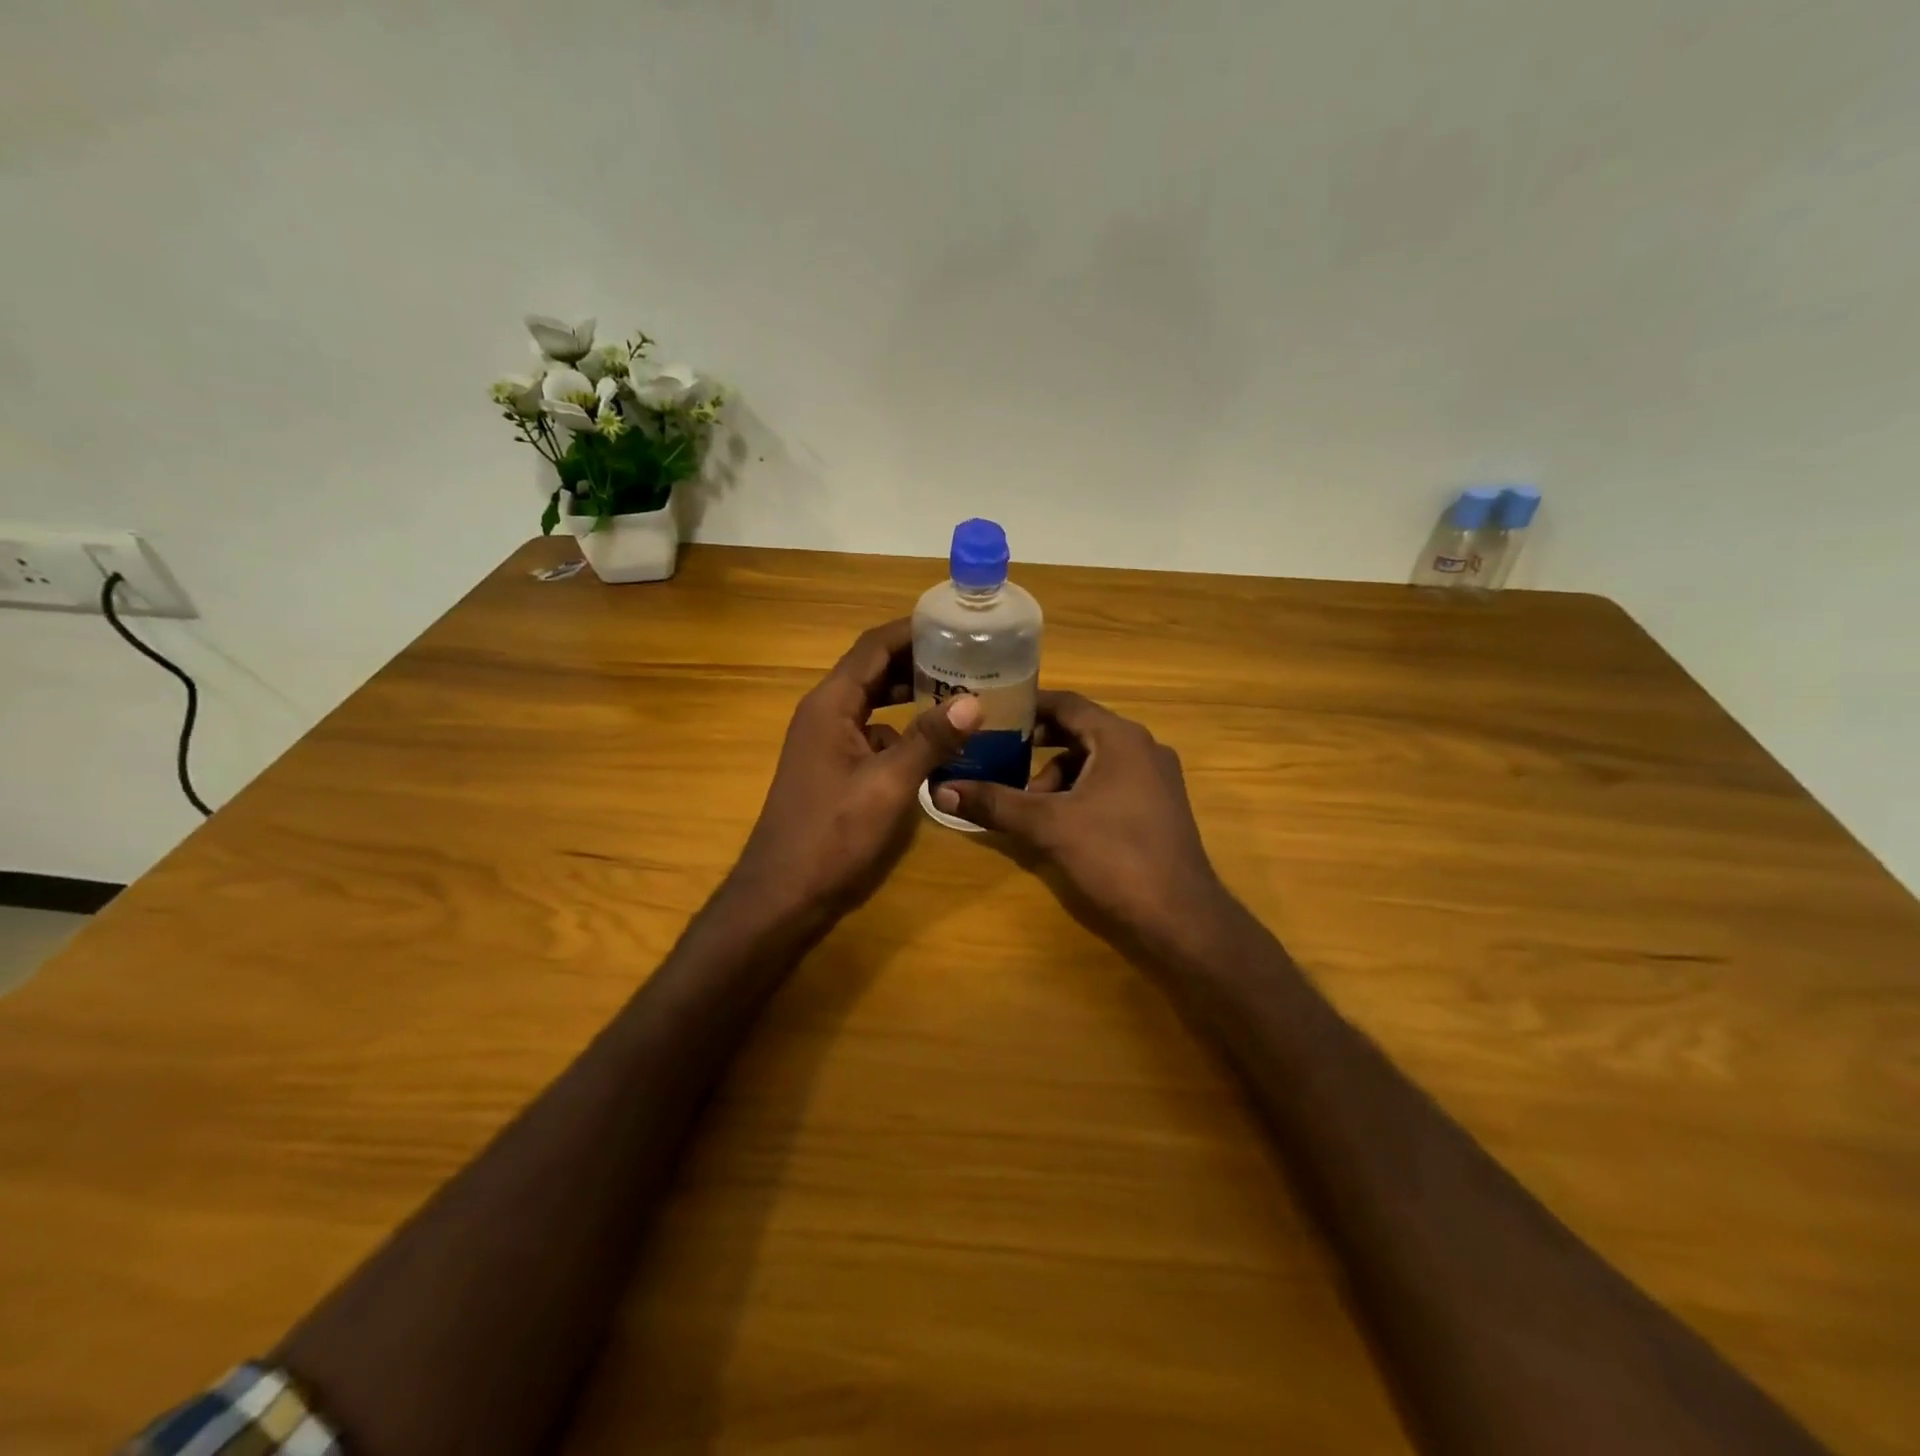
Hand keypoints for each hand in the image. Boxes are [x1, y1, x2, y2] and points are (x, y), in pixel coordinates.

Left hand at [733, 619, 982, 923]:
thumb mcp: (887, 785)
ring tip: (962, 693)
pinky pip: (873, 734)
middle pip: (874, 670)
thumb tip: (973, 701)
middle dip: (919, 660)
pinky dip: (903, 730)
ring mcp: (827, 742)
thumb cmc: (831, 835)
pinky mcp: (834, 768)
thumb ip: (929, 740)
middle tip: (970, 658)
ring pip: (875, 703)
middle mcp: (825, 714)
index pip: (874, 647)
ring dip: (912, 695)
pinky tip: (936, 745)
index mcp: (830, 704)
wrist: (783, 894)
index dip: (913, 630)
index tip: (956, 624)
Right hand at [933, 692, 1233, 955]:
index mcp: (1120, 738)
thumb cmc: (1115, 857)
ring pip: (1094, 761)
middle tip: (996, 755)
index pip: (1067, 703)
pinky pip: (1110, 783)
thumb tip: (941, 790)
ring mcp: (1155, 779)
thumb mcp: (1047, 826)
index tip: (990, 712)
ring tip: (1027, 804)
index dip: (1026, 706)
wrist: (1181, 918)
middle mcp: (1143, 748)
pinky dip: (1080, 793)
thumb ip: (995, 803)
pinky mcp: (1158, 807)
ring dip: (1057, 776)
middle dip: (1036, 745)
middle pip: (1080, 731)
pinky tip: (1059, 823)